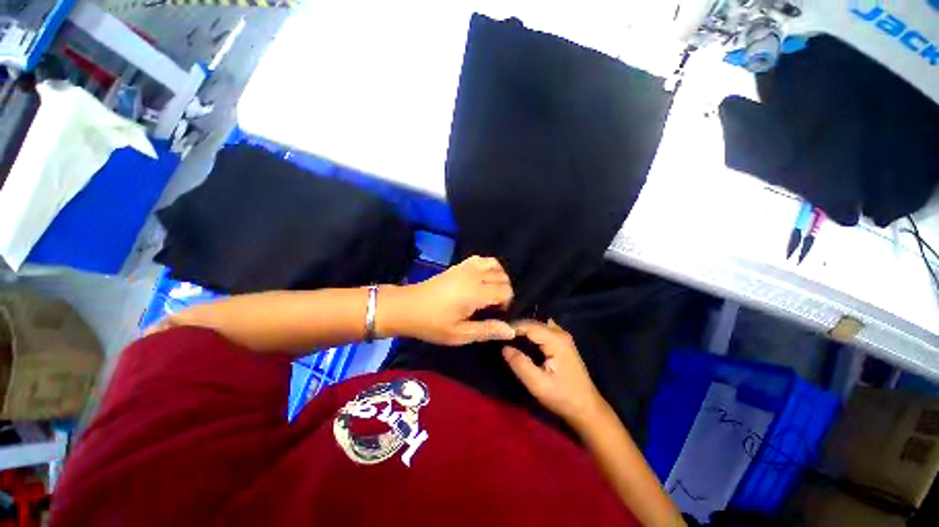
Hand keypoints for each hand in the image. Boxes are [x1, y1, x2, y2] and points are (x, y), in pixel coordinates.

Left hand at [380, 255, 515, 345]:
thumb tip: (511, 330)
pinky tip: (482, 279)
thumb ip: (487, 330)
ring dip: (499, 277)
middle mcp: (474, 275)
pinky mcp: (459, 265)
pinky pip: (481, 259)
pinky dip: (488, 266)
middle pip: (503, 277)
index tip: (497, 315)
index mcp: (476, 292)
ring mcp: (466, 267)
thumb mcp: (459, 334)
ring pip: (494, 264)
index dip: (507, 304)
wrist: (407, 307)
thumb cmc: (432, 323)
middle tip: (493, 307)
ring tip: (491, 292)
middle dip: (504, 291)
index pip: (506, 291)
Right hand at [502, 320, 606, 427]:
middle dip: (517, 326)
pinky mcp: (562, 343)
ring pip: (538, 324)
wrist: (586, 408)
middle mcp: (560, 333)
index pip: (529, 325)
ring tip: (508, 335)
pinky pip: (543, 330)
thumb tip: (504, 348)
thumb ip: (520, 364)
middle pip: (534, 322)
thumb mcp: (538, 384)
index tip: (497, 332)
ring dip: (524, 328)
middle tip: (500, 333)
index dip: (512, 327)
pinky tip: (522, 340)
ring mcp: (563, 337)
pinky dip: (531, 332)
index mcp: (556, 340)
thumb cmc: (563, 397)